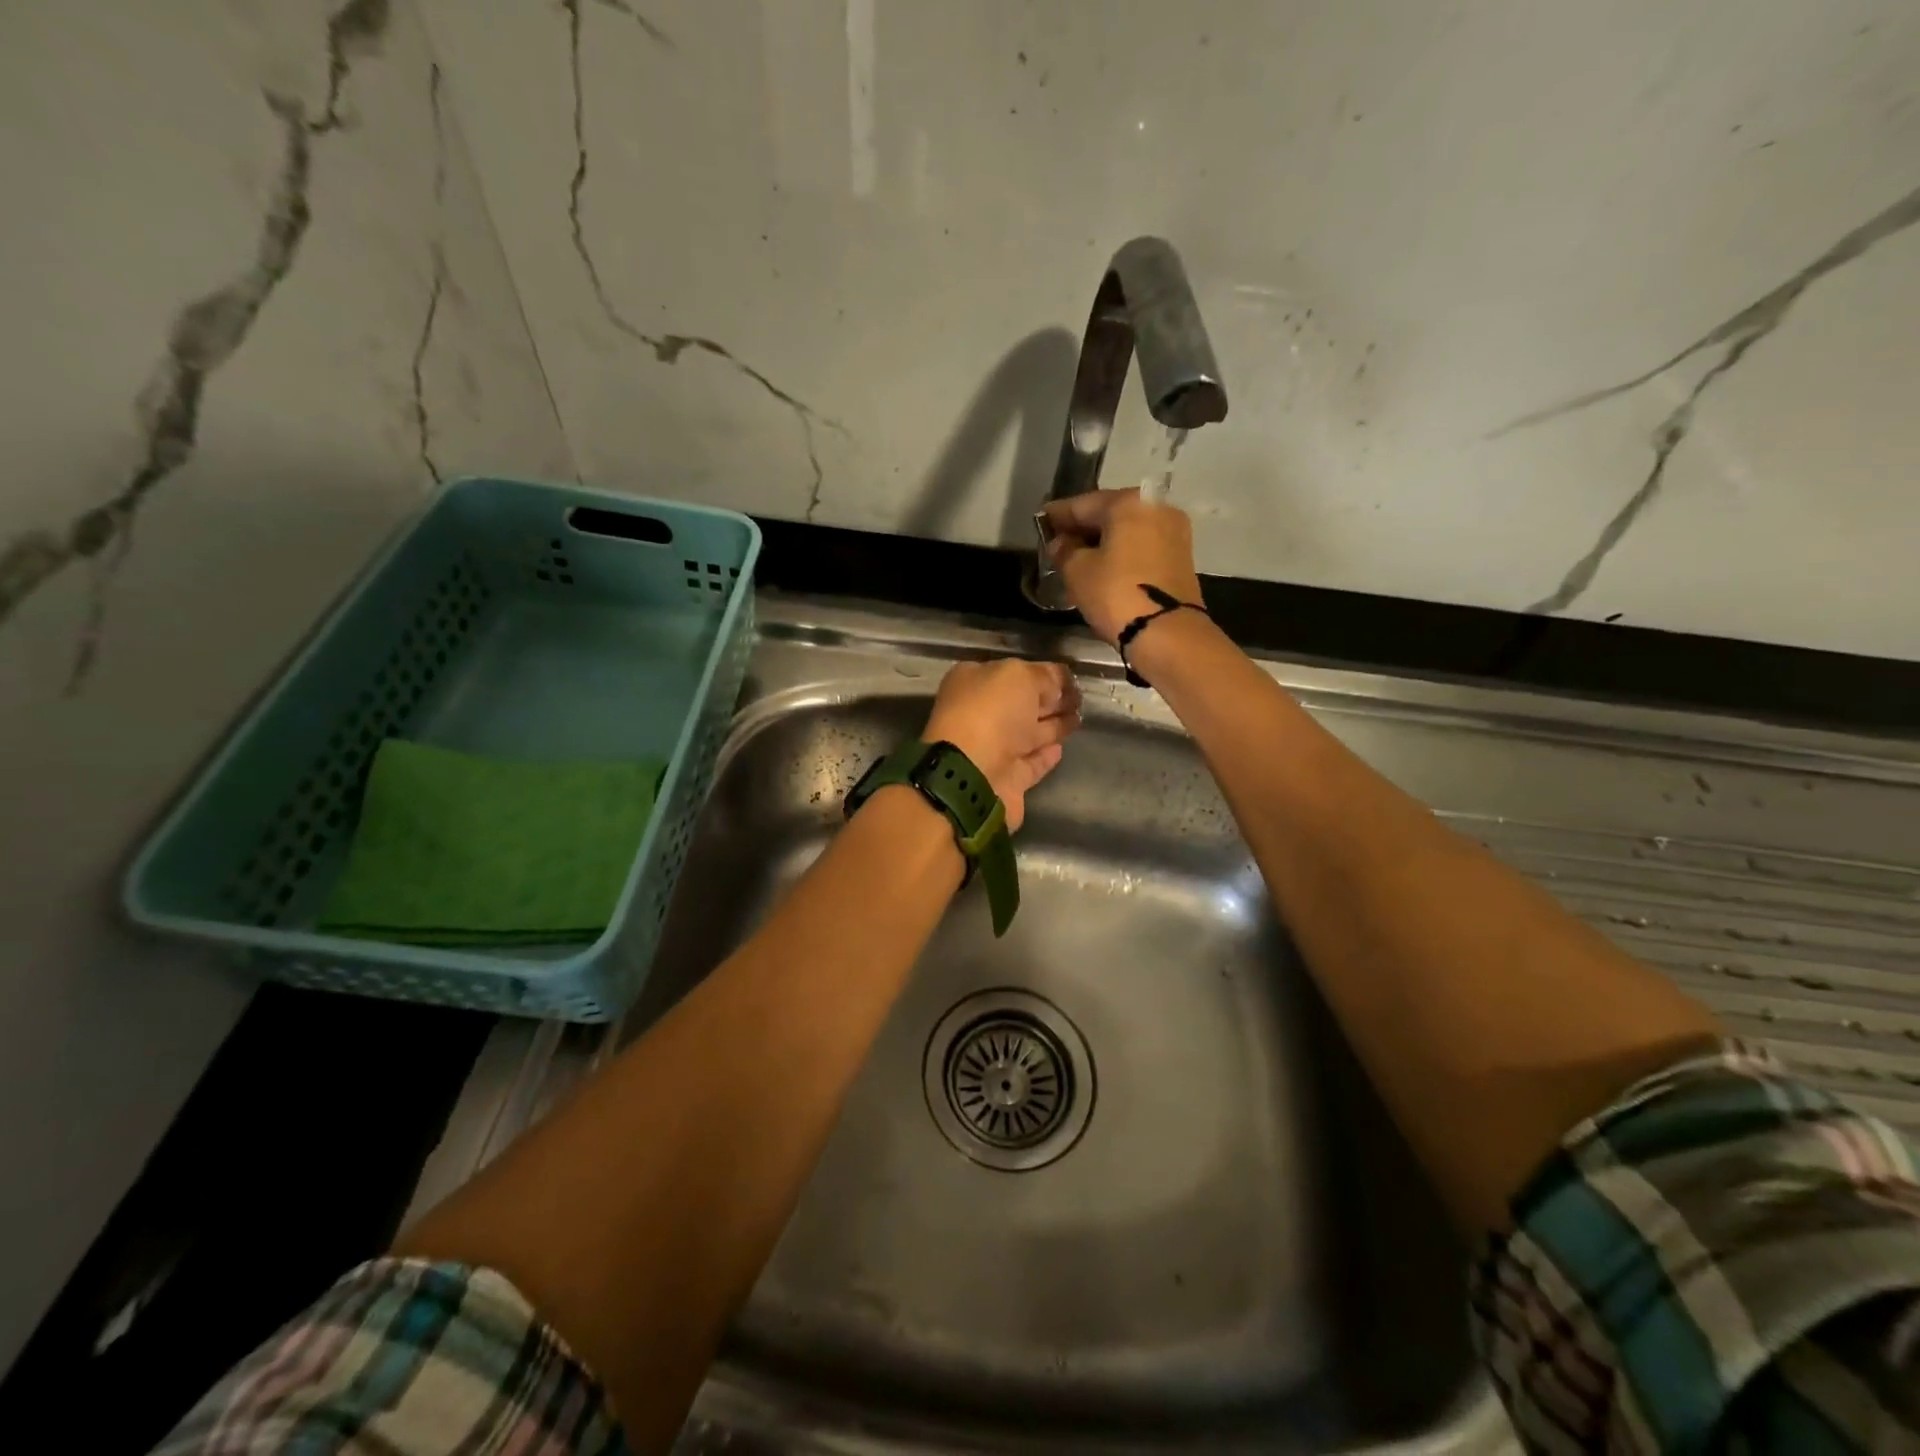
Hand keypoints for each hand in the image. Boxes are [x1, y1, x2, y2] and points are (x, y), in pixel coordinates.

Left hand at [922, 659, 1080, 831]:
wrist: (973, 775)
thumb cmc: (992, 713)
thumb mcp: (1020, 676)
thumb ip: (1042, 676)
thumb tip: (1055, 687)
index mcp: (972, 681)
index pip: (1013, 672)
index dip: (1042, 673)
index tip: (1070, 678)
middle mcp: (979, 714)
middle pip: (1020, 704)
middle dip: (1049, 700)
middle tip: (1081, 697)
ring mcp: (991, 749)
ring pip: (1027, 734)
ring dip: (1052, 726)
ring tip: (1080, 718)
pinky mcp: (1006, 779)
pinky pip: (1030, 763)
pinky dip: (1044, 756)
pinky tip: (1062, 748)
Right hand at [1042, 488, 1204, 645]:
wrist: (1167, 633)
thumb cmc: (1116, 594)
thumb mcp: (1077, 572)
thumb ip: (1064, 550)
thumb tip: (1061, 543)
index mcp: (1129, 502)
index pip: (1083, 504)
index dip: (1058, 515)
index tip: (1041, 521)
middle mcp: (1156, 508)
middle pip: (1109, 513)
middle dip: (1083, 528)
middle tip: (1058, 543)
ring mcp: (1174, 531)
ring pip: (1128, 530)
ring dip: (1103, 542)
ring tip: (1079, 558)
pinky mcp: (1182, 556)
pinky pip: (1142, 546)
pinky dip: (1122, 552)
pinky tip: (1105, 567)